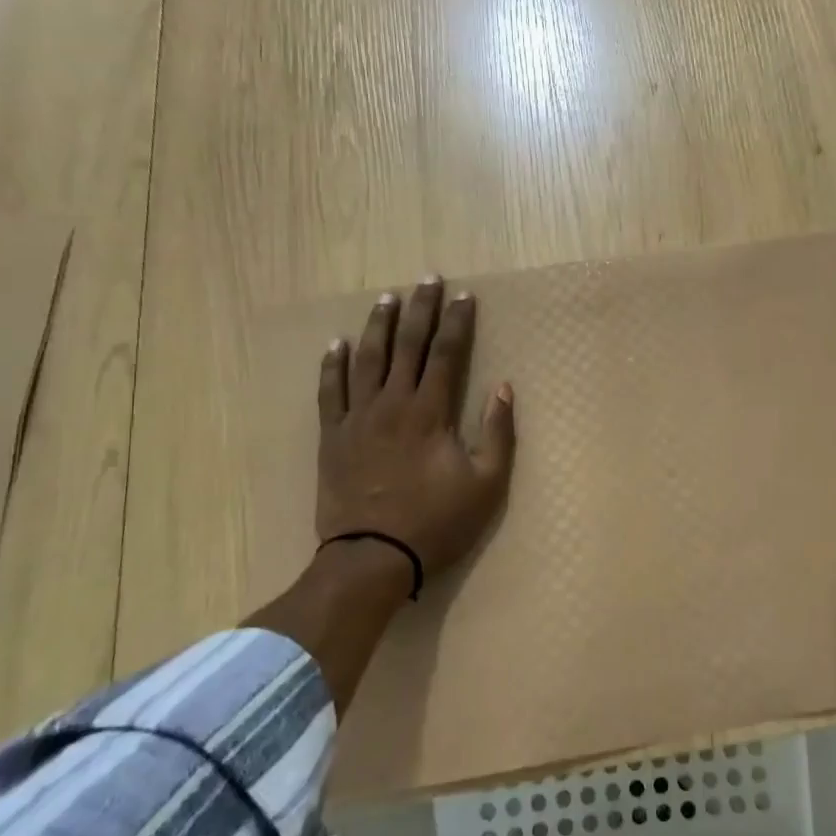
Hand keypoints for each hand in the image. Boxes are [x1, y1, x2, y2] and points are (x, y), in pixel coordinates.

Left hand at [317, 276, 516, 585]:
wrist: (372, 556)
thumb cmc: (436, 522)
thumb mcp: (486, 484)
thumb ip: (498, 433)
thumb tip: (505, 388)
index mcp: (430, 412)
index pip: (446, 354)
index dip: (457, 322)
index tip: (464, 295)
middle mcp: (392, 403)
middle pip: (407, 345)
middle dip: (420, 309)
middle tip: (427, 279)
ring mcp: (357, 418)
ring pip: (367, 359)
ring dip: (378, 325)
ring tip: (387, 298)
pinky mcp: (333, 436)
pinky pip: (330, 391)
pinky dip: (333, 365)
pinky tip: (337, 344)